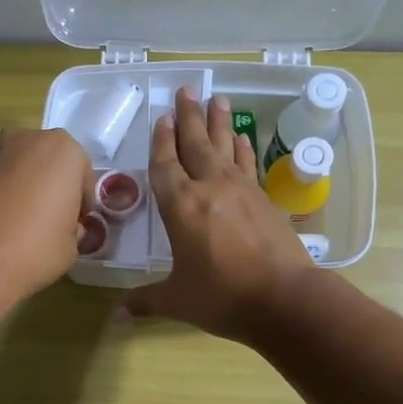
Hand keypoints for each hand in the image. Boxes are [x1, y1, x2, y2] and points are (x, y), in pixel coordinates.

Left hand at [0, 127, 92, 302]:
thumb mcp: (72, 245)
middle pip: (52, 163)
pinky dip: (8, 194)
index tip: (78, 224)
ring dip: (30, 188)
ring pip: (25, 169)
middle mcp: (31, 140)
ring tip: (28, 223)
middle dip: (55, 187)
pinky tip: (6, 223)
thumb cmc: (36, 247)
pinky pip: (2, 180)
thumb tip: (67, 227)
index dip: (82, 203)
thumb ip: (74, 228)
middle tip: (55, 220)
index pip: (83, 176)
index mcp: (64, 150)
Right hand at [125, 88, 316, 340]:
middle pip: (196, 144)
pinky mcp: (264, 199)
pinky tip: (241, 138)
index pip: (165, 165)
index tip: (162, 118)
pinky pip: (247, 164)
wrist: (284, 298)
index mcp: (181, 206)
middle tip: (186, 90)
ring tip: (217, 98)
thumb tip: (118, 313)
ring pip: (224, 147)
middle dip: (189, 117)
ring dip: (218, 123)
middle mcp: (209, 188)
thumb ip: (146, 300)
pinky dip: (242, 149)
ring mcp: (241, 190)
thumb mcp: (177, 300)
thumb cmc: (222, 296)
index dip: (161, 142)